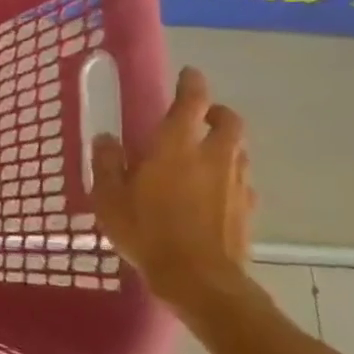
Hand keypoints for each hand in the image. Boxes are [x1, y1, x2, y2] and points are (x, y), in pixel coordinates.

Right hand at [89, 66, 255, 308]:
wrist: (199, 279)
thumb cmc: (146, 231)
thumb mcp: (109, 198)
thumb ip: (107, 163)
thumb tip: (107, 139)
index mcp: (176, 147)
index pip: (191, 102)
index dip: (191, 84)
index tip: (188, 73)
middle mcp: (212, 157)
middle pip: (229, 122)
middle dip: (216, 112)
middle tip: (200, 115)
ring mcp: (235, 184)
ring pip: (238, 150)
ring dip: (223, 143)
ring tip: (201, 153)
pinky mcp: (247, 209)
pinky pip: (241, 181)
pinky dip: (228, 176)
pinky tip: (212, 191)